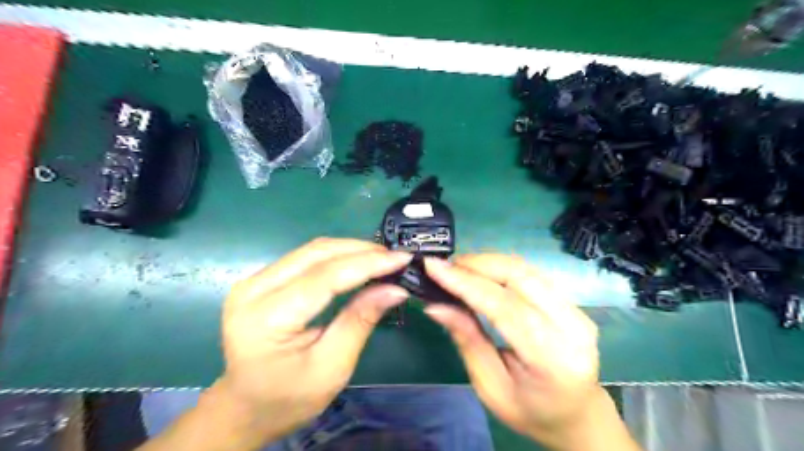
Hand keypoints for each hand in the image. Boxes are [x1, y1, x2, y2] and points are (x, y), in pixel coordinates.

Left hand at [216, 239, 410, 440]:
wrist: (245, 408)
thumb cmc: (288, 398)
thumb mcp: (331, 367)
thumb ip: (360, 321)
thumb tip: (395, 289)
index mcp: (266, 318)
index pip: (324, 277)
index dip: (367, 263)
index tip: (402, 258)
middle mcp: (253, 289)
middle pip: (316, 254)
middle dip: (360, 250)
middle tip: (395, 258)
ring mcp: (254, 281)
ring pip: (311, 251)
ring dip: (350, 250)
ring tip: (382, 259)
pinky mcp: (261, 280)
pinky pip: (305, 258)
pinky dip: (336, 257)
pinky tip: (357, 262)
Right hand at [423, 255, 605, 449]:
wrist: (577, 415)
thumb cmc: (530, 410)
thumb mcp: (490, 386)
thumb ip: (467, 340)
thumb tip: (435, 306)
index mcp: (551, 359)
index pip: (505, 306)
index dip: (466, 283)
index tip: (433, 266)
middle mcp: (571, 327)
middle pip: (519, 276)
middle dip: (477, 264)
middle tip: (445, 266)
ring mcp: (577, 311)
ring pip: (526, 269)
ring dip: (488, 262)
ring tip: (459, 268)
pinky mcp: (573, 303)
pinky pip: (532, 274)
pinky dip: (502, 268)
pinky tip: (482, 273)